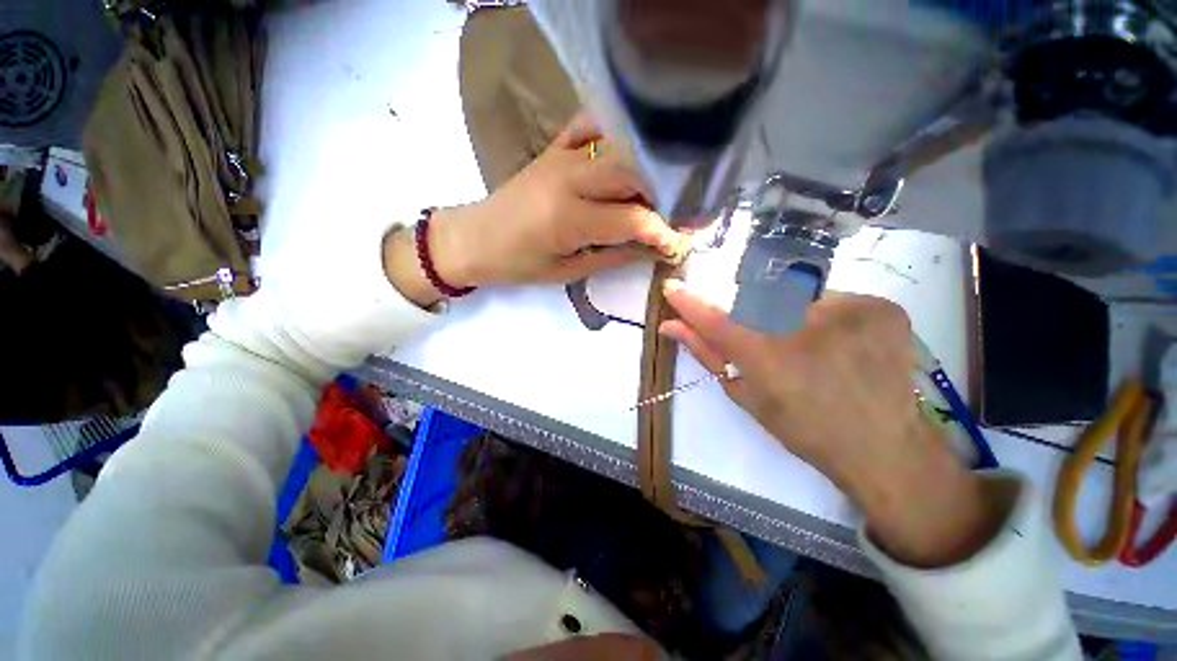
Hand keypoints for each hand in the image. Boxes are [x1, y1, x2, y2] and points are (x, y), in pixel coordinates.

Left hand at [429, 113, 686, 287]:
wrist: (475, 238)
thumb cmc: (519, 264)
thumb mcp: (568, 271)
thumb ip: (613, 256)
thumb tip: (652, 251)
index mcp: (569, 218)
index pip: (632, 218)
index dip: (663, 232)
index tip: (680, 243)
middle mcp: (568, 178)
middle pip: (632, 174)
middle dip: (661, 196)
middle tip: (671, 217)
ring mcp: (560, 156)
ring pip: (619, 150)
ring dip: (644, 171)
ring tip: (654, 195)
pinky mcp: (553, 148)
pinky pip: (590, 127)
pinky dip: (613, 134)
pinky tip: (625, 152)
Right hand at [660, 283, 1004, 566]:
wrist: (885, 446)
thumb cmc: (804, 428)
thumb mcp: (745, 394)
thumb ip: (707, 353)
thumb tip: (670, 326)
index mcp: (767, 356)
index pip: (714, 318)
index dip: (690, 302)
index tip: (673, 287)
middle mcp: (806, 325)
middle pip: (757, 301)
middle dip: (755, 316)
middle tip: (777, 347)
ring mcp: (851, 310)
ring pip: (797, 297)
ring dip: (794, 317)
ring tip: (815, 350)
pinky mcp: (881, 305)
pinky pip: (835, 299)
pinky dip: (828, 318)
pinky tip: (843, 346)